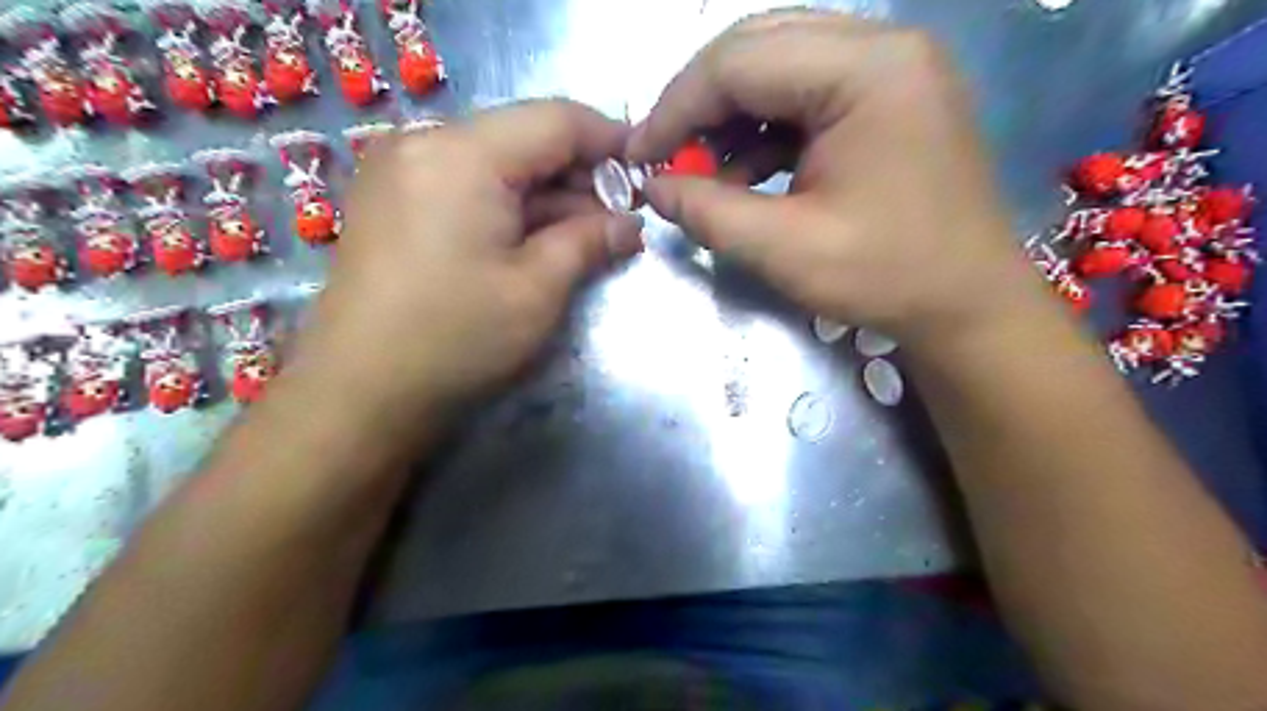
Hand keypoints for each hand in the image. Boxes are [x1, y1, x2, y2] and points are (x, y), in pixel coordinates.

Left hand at [288, 104, 645, 419]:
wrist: (359, 393)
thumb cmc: (456, 339)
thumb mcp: (538, 290)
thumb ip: (590, 241)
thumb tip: (630, 224)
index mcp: (462, 154)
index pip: (556, 120)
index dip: (609, 141)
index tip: (645, 174)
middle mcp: (423, 143)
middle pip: (524, 138)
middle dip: (579, 176)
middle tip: (618, 220)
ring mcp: (400, 170)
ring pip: (497, 163)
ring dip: (546, 196)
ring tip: (585, 237)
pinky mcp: (392, 200)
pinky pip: (466, 184)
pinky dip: (509, 206)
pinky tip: (535, 240)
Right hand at [627, 7, 1056, 346]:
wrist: (969, 304)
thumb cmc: (889, 277)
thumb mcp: (787, 249)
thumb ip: (709, 212)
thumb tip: (655, 188)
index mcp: (868, 70)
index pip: (740, 61)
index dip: (676, 108)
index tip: (639, 158)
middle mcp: (884, 46)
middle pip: (758, 48)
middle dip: (699, 106)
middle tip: (665, 159)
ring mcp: (890, 68)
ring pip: (777, 68)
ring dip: (729, 119)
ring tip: (702, 174)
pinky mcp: (887, 97)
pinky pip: (804, 96)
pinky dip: (763, 133)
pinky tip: (743, 174)